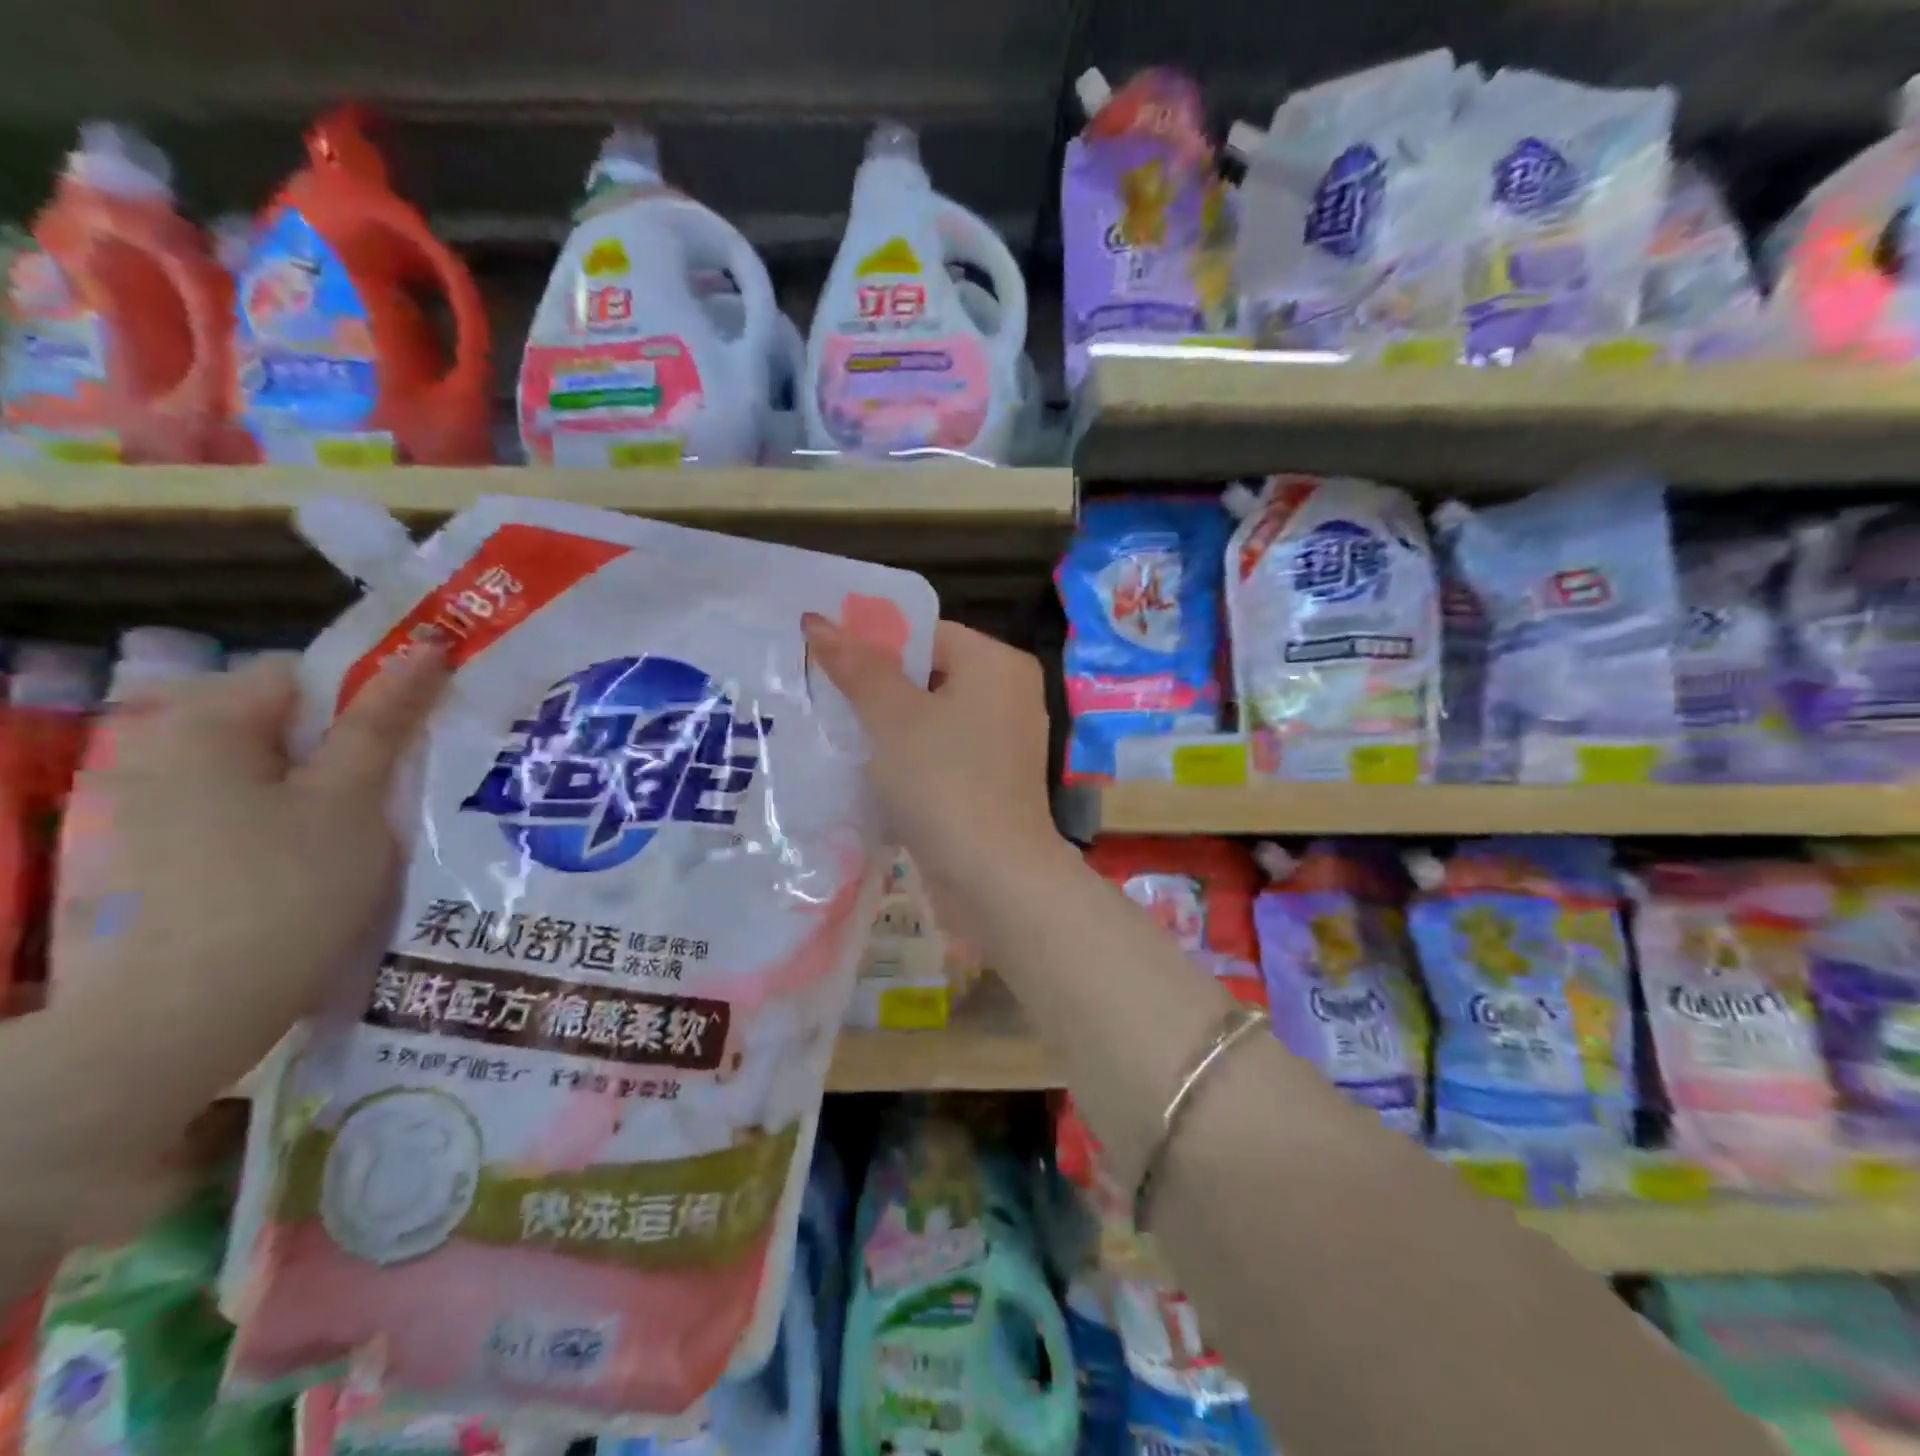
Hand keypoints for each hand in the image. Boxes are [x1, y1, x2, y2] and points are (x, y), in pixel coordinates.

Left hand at [50, 650, 446, 1102]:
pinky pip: (238, 815)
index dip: (367, 696)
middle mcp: (158, 753)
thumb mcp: (351, 799)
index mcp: (200, 725)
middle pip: (281, 725)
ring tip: (372, 833)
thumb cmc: (282, 893)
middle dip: (347, 748)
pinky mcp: (150, 859)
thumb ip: (385, 721)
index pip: (300, 674)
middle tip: (401, 789)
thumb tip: (428, 649)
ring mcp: (146, 810)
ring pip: (265, 774)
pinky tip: (320, 867)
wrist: (179, 1022)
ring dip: (324, 790)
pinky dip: (287, 825)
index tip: (415, 740)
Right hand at [802, 615, 1066, 937]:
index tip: (825, 662)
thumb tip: (817, 620)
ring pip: (933, 719)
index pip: (927, 634)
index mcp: (998, 664)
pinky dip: (910, 758)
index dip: (873, 644)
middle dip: (876, 689)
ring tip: (836, 733)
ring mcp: (1005, 742)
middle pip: (929, 675)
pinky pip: (943, 754)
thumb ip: (856, 666)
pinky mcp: (993, 782)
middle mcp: (1010, 695)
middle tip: (823, 698)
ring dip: (888, 728)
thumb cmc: (944, 782)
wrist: (993, 878)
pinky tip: (868, 771)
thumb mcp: (892, 717)